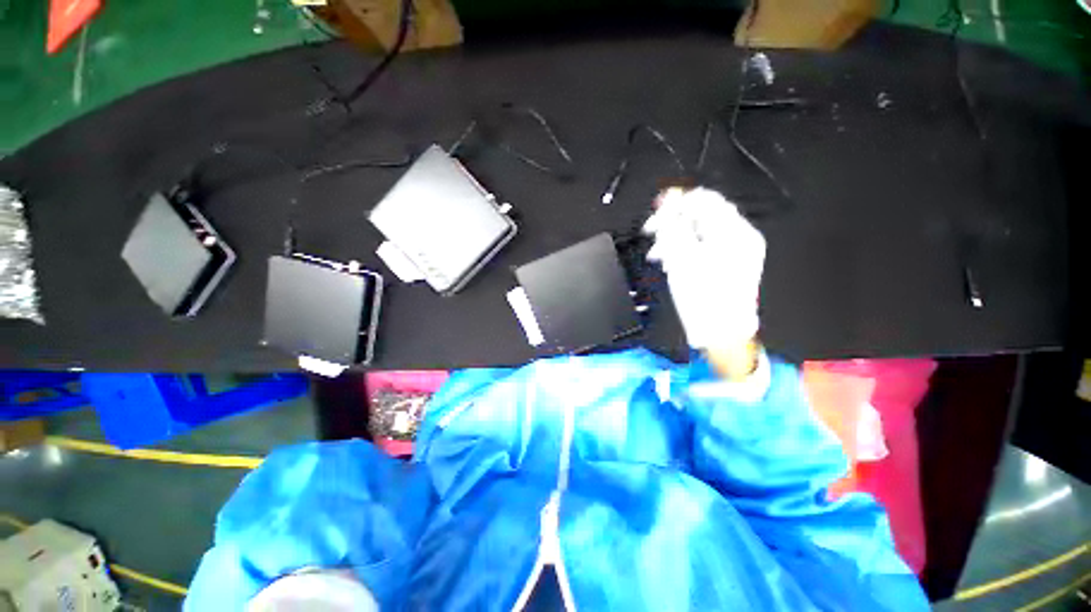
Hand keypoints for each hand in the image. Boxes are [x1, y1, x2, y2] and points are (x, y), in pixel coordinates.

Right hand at [644, 187, 765, 370]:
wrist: (722, 333)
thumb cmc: (703, 297)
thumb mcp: (683, 259)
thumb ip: (674, 226)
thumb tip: (667, 202)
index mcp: (734, 232)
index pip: (705, 200)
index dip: (677, 201)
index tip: (655, 210)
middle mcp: (739, 236)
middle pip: (702, 215)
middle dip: (673, 222)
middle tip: (652, 234)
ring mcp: (735, 251)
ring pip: (699, 232)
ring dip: (675, 237)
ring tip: (658, 254)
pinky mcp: (728, 263)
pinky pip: (703, 246)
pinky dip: (685, 249)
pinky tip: (671, 261)